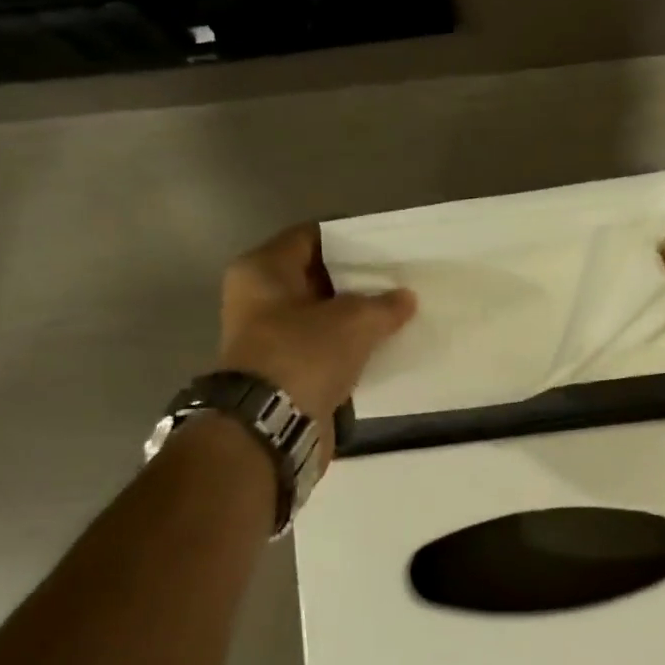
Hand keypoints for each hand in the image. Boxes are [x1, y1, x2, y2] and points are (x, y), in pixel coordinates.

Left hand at [216, 225, 415, 441]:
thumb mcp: (354, 321)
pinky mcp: (285, 371)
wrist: (271, 427)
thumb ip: (384, 305)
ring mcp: (270, 337)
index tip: (386, 245)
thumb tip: (405, 299)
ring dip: (355, 317)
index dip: (350, 239)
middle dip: (357, 280)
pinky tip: (382, 345)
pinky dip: (349, 347)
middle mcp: (259, 298)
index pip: (311, 237)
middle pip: (317, 277)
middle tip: (398, 278)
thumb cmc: (303, 354)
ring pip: (323, 316)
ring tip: (398, 311)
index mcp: (262, 270)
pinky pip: (324, 348)